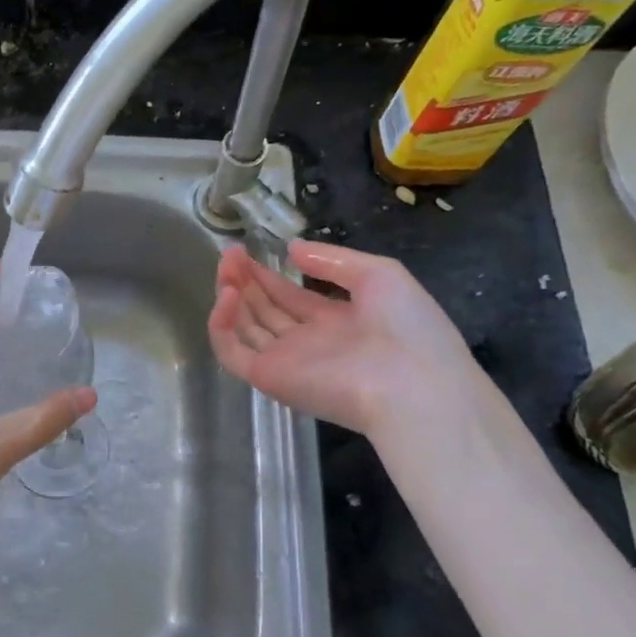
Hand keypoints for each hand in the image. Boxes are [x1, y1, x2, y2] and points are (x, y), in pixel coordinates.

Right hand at [209, 239, 480, 437]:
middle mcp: (308, 342)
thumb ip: (332, 260)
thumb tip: (292, 249)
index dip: (267, 274)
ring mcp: (286, 361)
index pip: (289, 296)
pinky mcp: (269, 377)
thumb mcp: (380, 276)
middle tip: (230, 252)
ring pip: (244, 327)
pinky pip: (232, 352)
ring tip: (226, 265)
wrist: (414, 387)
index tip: (247, 249)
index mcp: (336, 321)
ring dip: (230, 294)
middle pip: (264, 309)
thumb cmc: (407, 328)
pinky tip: (227, 295)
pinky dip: (221, 325)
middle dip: (245, 280)